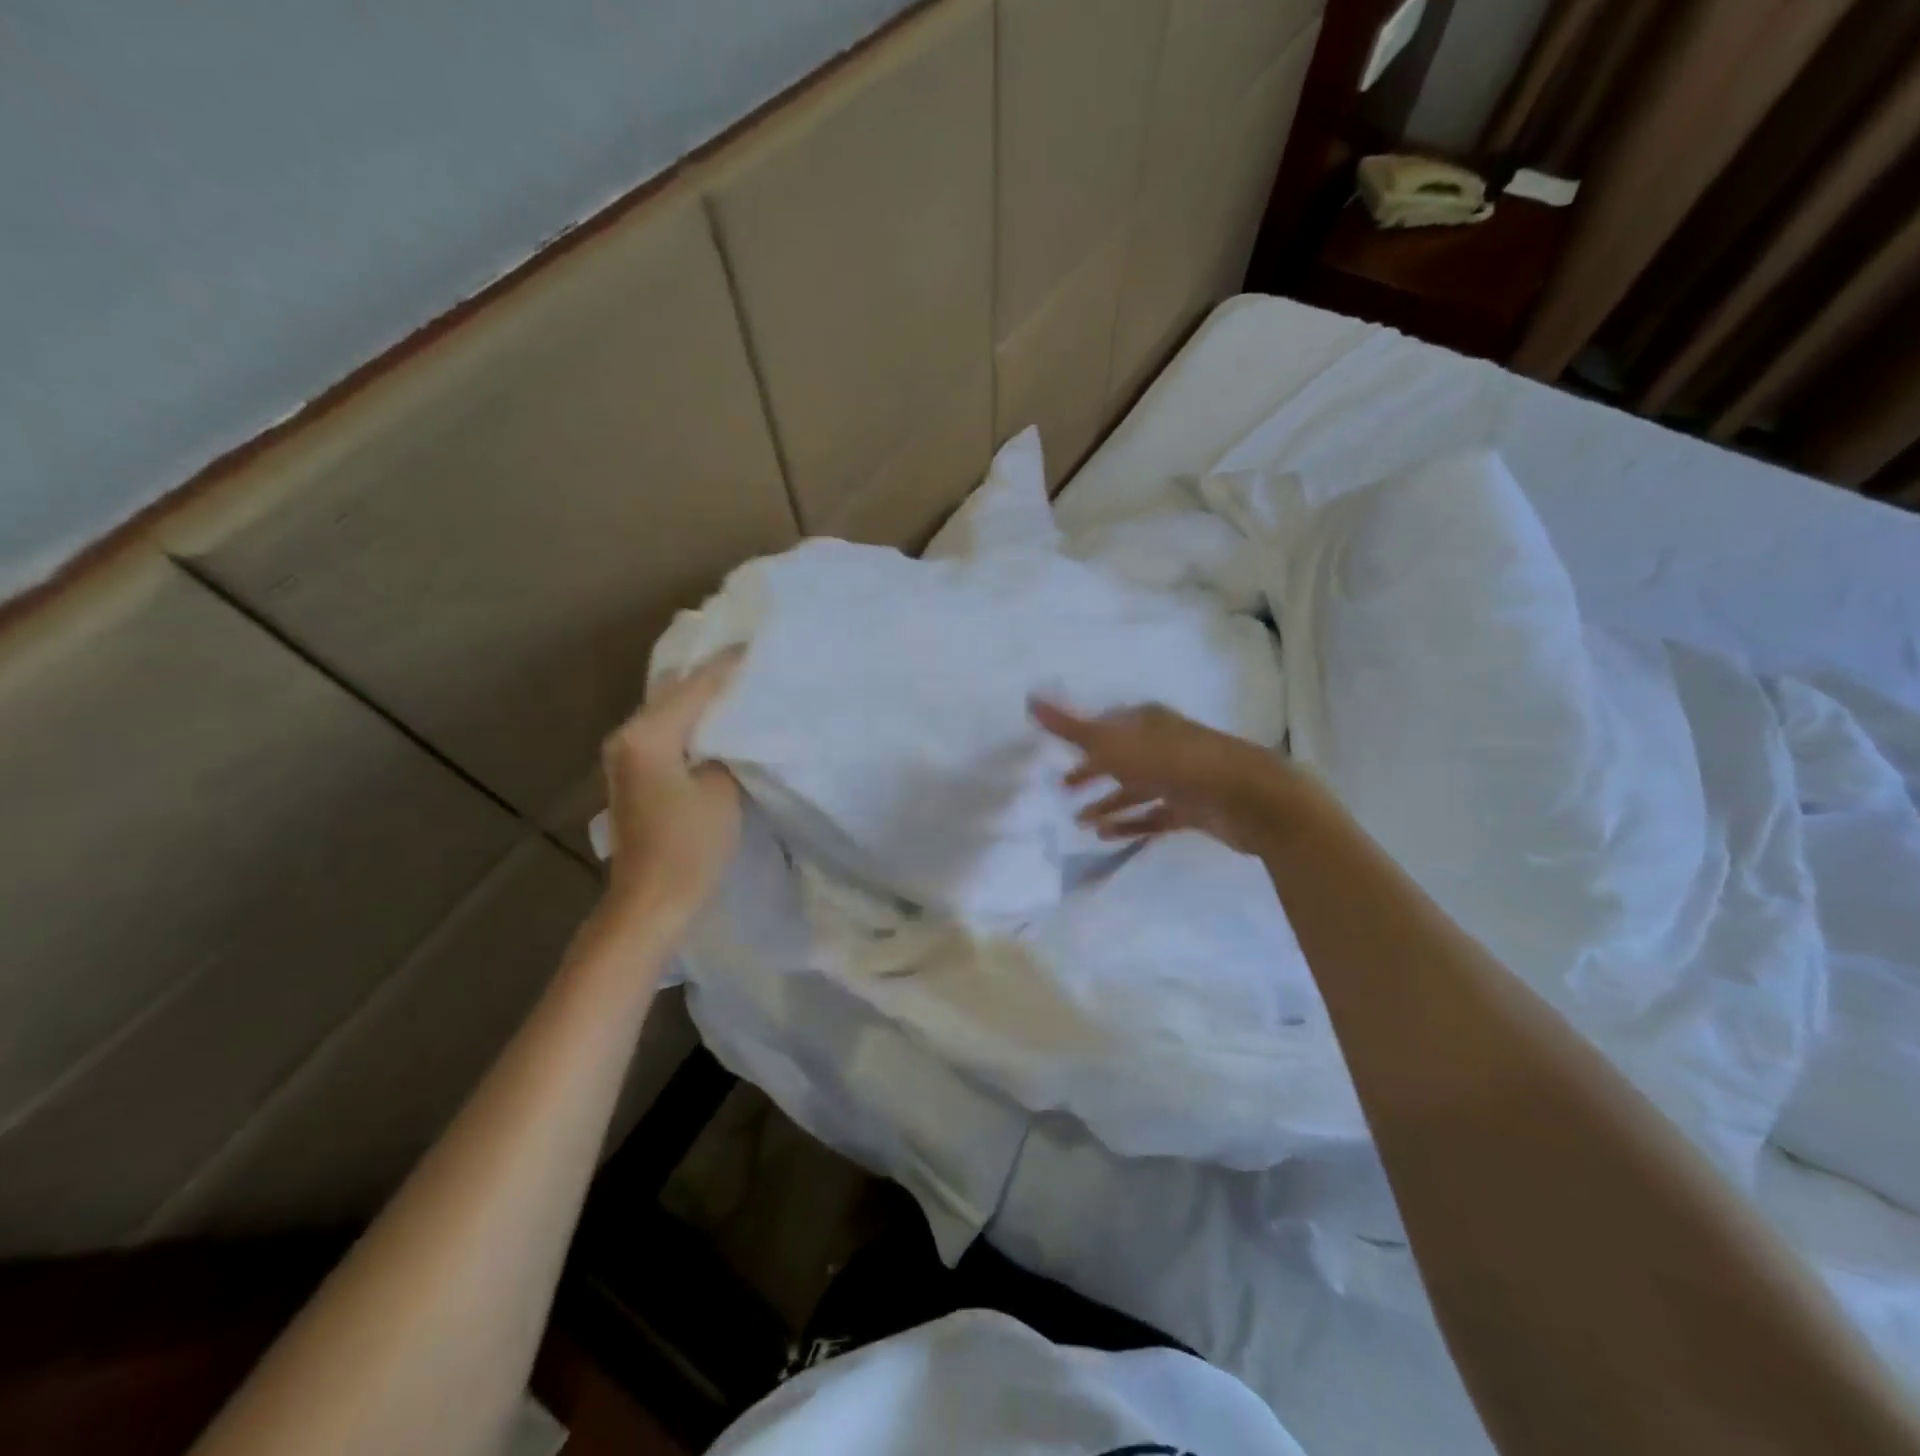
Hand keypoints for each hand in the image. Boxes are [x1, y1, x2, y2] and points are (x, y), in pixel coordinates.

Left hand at [599, 651, 742, 930]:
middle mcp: (628, 736)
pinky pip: (665, 733)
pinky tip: (718, 725)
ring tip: (739, 689)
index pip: (696, 686)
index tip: (759, 647)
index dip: (729, 666)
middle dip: (713, 678)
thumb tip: (730, 732)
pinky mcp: (633, 775)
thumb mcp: (722, 791)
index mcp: (648, 734)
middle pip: (676, 693)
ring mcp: (625, 756)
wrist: (651, 902)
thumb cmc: (690, 847)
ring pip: (669, 712)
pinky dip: (691, 725)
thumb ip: (727, 749)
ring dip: (701, 702)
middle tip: (752, 666)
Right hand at [1030, 699, 1299, 855]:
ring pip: (1136, 789)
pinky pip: (1154, 816)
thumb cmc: (1176, 763)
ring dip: (1108, 802)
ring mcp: (1181, 778)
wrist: (1248, 796)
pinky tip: (1108, 836)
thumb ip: (1072, 727)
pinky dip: (1131, 824)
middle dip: (1092, 772)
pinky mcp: (1194, 809)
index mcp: (1148, 722)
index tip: (1060, 754)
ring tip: (1080, 821)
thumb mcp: (1116, 744)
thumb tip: (1030, 698)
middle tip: (1064, 789)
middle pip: (1120, 758)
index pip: (1108, 726)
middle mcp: (1165, 745)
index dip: (1083, 739)